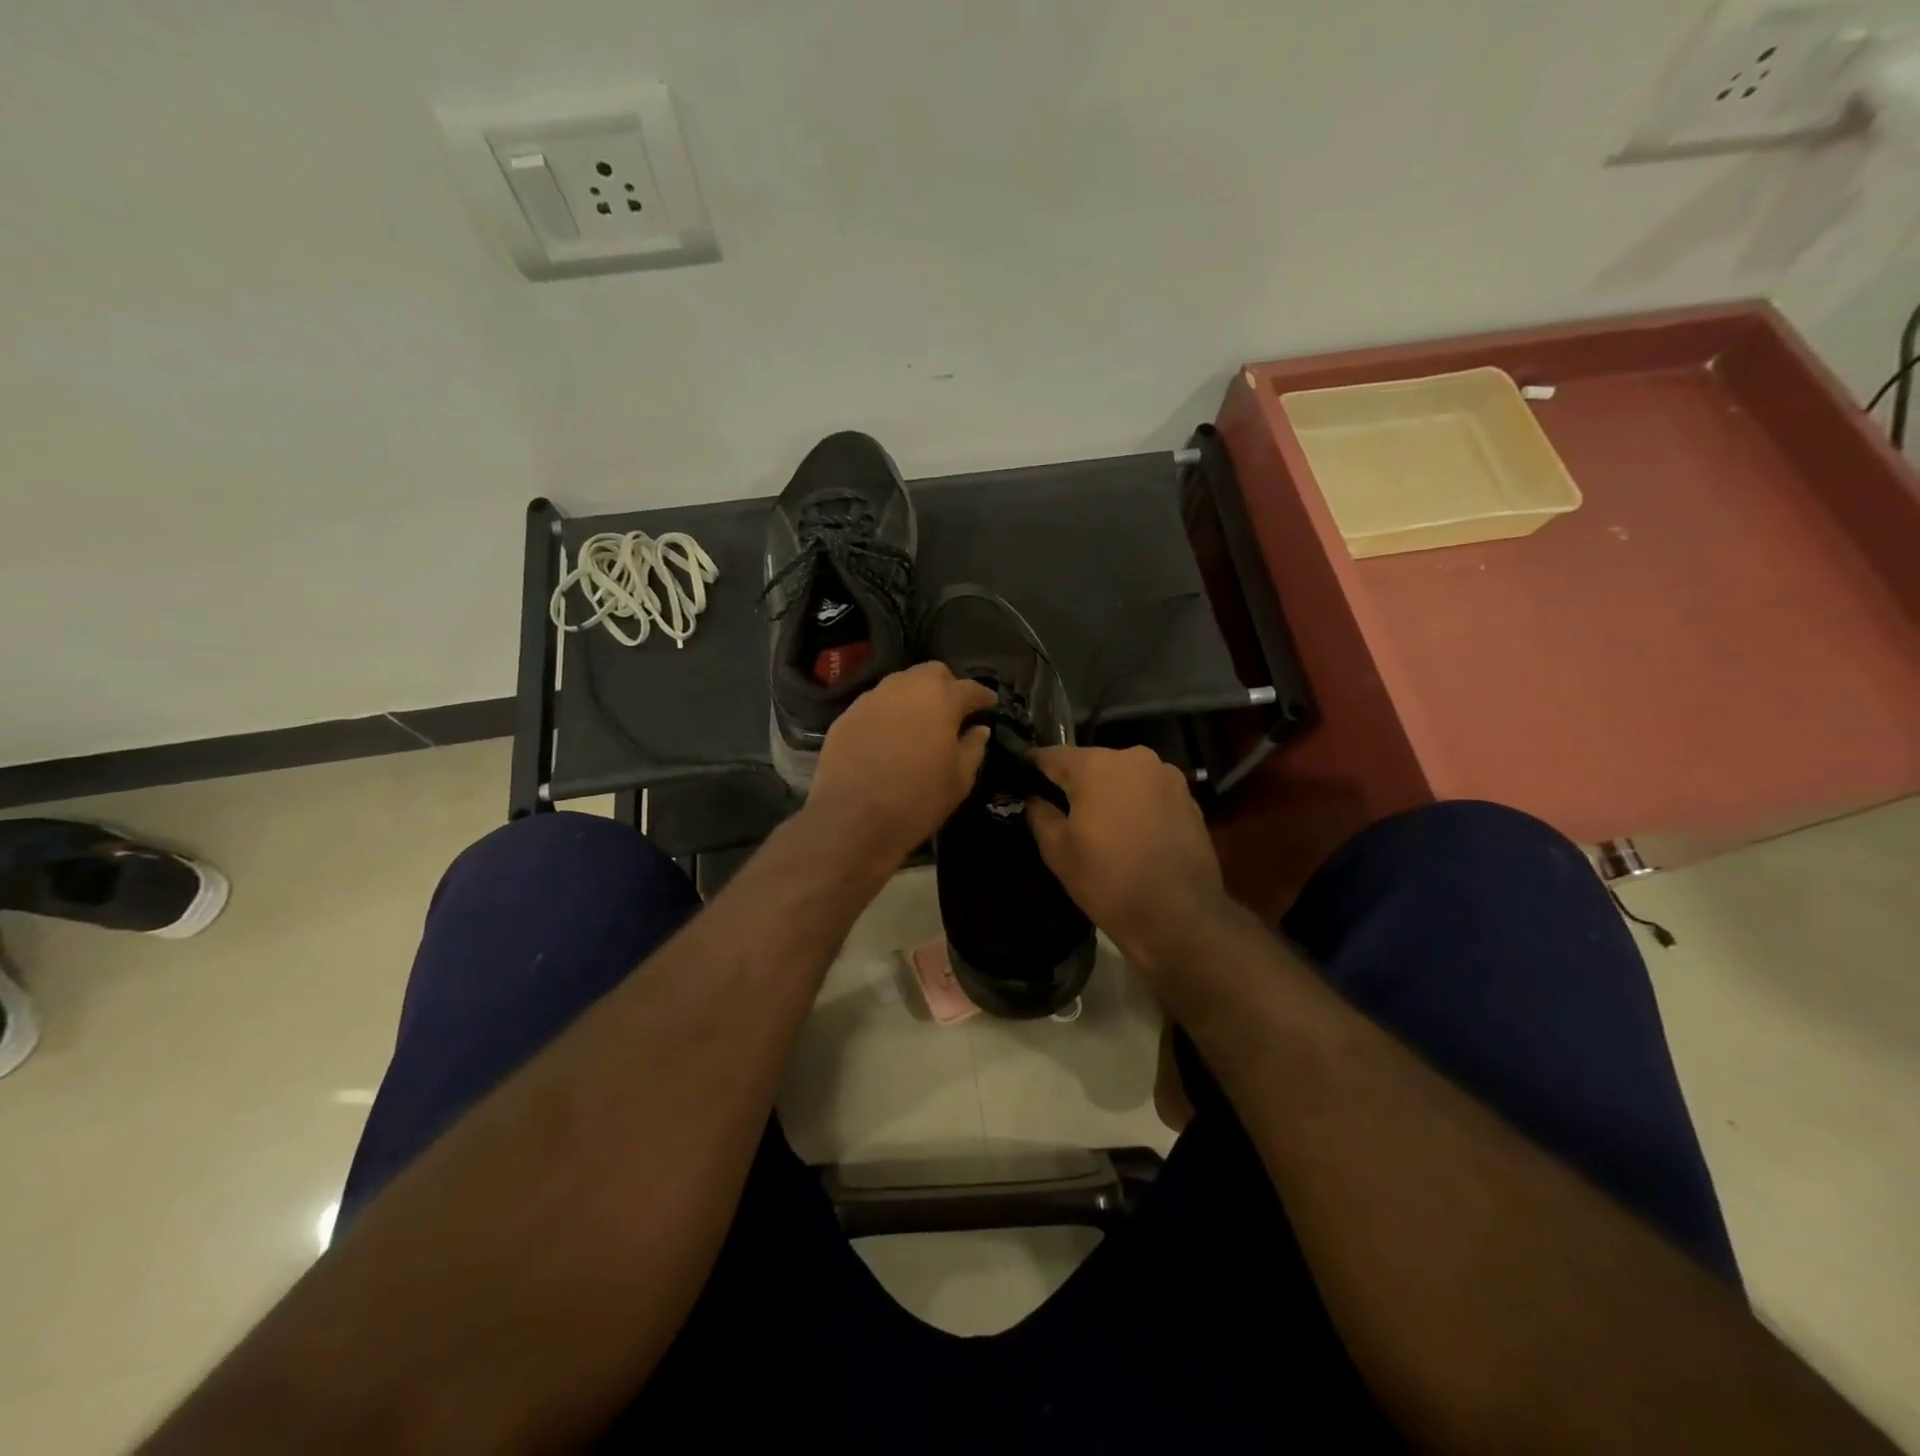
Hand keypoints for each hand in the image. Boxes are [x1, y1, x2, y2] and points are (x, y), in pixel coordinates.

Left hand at [805, 662, 995, 867]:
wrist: (852, 818)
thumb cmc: (917, 799)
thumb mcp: (960, 780)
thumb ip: (973, 748)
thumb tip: (979, 729)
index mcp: (941, 699)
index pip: (970, 688)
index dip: (983, 696)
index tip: (990, 704)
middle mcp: (905, 688)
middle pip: (932, 673)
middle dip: (946, 686)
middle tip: (952, 710)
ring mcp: (871, 699)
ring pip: (900, 684)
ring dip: (914, 697)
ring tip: (919, 722)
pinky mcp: (846, 716)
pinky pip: (875, 705)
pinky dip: (888, 714)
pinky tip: (888, 737)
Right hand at [1027, 746, 1231, 982]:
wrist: (1180, 917)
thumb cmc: (1108, 880)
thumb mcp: (1057, 850)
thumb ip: (1039, 813)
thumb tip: (1035, 798)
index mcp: (1097, 765)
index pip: (1051, 755)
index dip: (1031, 768)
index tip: (1019, 782)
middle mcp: (1134, 757)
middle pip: (1091, 763)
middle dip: (1073, 782)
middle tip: (1058, 810)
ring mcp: (1167, 776)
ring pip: (1122, 777)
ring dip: (1107, 793)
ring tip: (1097, 825)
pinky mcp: (1188, 798)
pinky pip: (1148, 793)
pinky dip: (1134, 805)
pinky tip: (1129, 833)